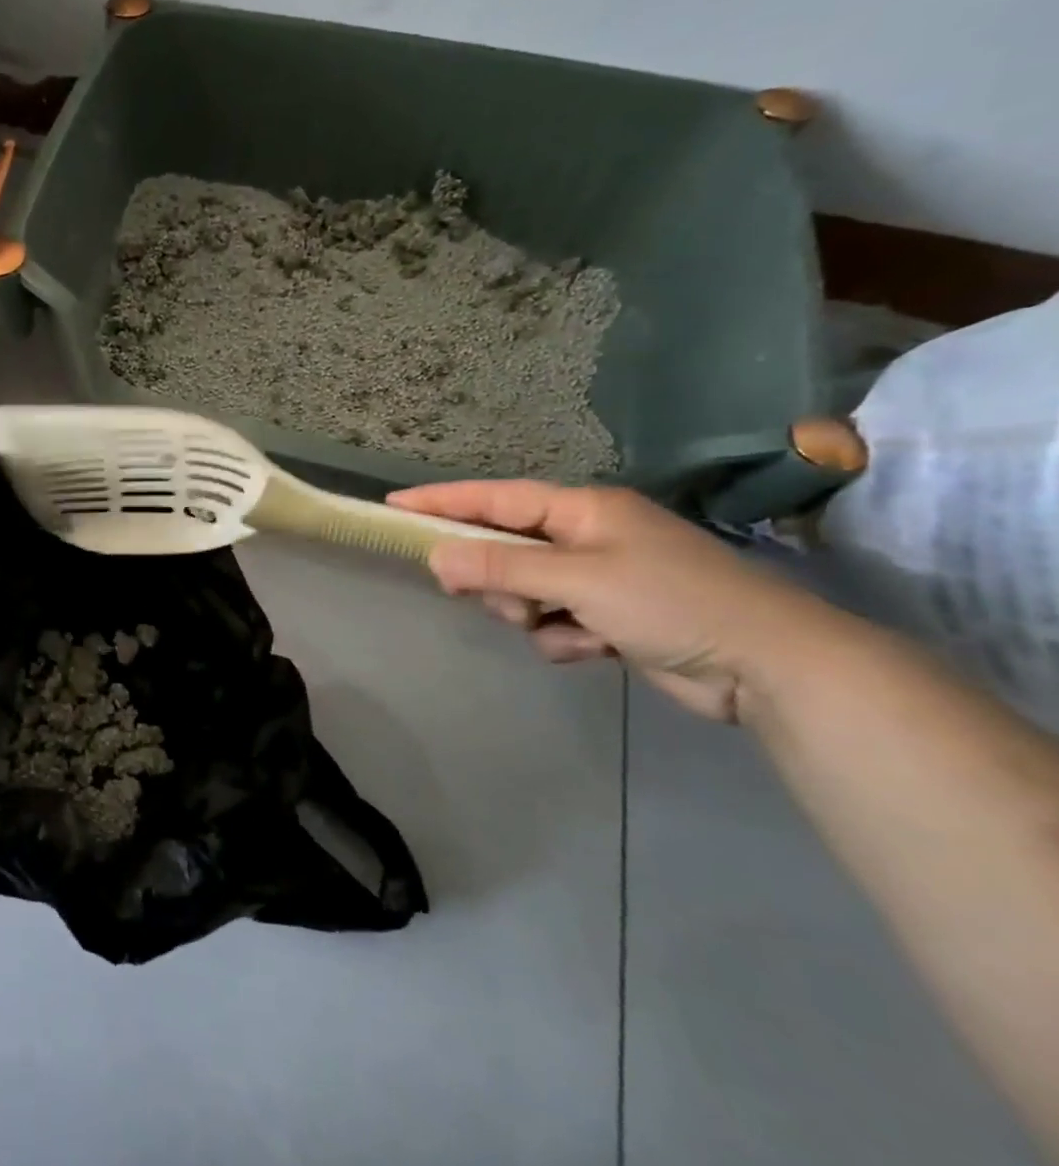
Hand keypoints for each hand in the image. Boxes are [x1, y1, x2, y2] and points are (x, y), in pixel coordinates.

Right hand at [388, 481, 841, 723]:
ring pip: (523, 590)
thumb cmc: (672, 602)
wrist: (770, 667)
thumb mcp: (578, 579)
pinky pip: (552, 622)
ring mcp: (599, 579)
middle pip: (504, 548)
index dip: (443, 501)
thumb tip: (434, 558)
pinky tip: (591, 649)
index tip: (394, 506)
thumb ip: (502, 566)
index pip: (495, 498)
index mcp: (583, 510)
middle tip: (482, 597)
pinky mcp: (609, 619)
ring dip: (528, 613)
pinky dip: (561, 637)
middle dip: (494, 577)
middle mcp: (586, 537)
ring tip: (560, 627)